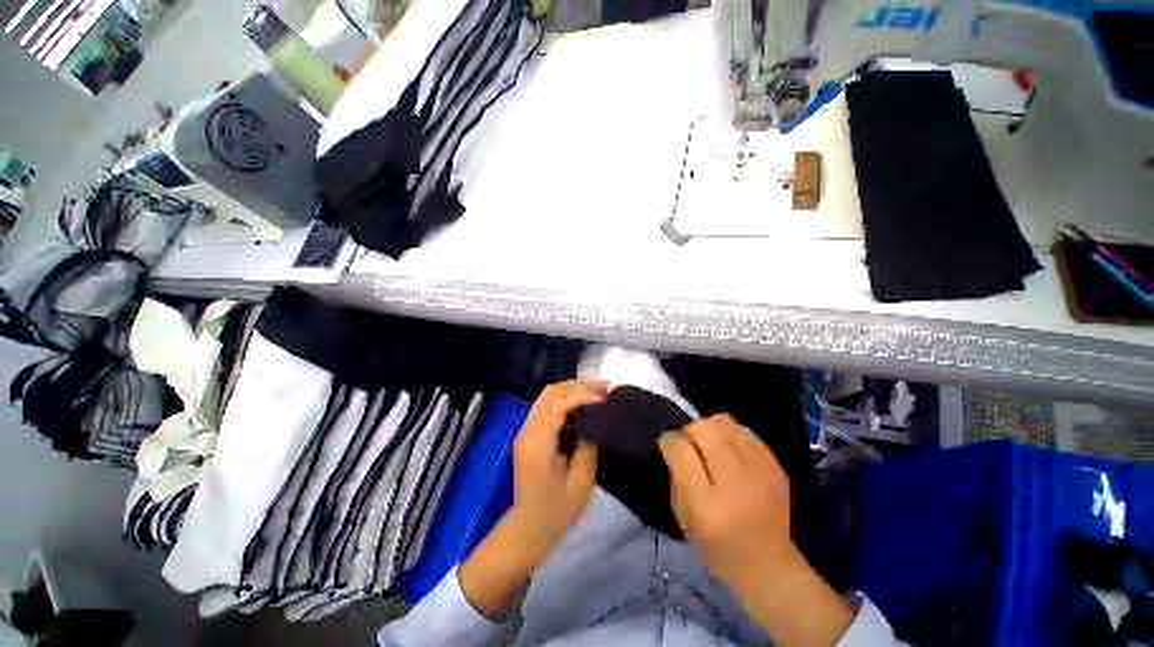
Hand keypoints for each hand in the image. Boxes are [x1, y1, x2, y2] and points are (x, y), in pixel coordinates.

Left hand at [458, 380, 605, 619]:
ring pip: (547, 395)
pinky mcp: (530, 433)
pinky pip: (546, 405)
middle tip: (605, 387)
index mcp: (538, 442)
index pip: (558, 403)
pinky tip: (582, 403)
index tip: (605, 398)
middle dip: (579, 385)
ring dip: (572, 388)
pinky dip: (565, 398)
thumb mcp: (580, 482)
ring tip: (596, 391)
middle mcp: (528, 430)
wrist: (528, 527)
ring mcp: (526, 430)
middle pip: (551, 392)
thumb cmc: (556, 511)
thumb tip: (594, 424)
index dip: (583, 395)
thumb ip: (587, 447)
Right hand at [657, 414, 793, 584]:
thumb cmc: (716, 545)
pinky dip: (730, 436)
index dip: (669, 440)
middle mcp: (736, 484)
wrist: (768, 564)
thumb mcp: (683, 516)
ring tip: (710, 445)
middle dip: (689, 430)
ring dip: (710, 428)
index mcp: (706, 504)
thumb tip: (676, 441)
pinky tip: (731, 453)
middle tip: (690, 444)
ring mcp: (760, 472)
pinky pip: (744, 432)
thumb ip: (677, 475)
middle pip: (704, 429)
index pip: (681, 450)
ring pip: (724, 422)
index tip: (668, 444)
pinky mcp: (776, 467)